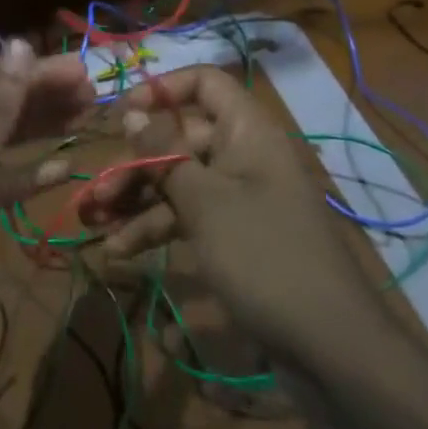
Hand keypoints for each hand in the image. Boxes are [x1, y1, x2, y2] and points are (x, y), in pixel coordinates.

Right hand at [80, 66, 389, 362]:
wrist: (330, 345)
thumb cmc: (262, 255)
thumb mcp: (204, 202)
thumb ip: (163, 154)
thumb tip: (132, 113)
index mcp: (247, 132)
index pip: (204, 83)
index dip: (162, 90)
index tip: (122, 116)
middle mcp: (244, 155)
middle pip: (181, 139)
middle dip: (136, 164)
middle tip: (100, 194)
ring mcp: (241, 197)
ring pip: (180, 182)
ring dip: (139, 202)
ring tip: (98, 228)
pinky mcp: (236, 235)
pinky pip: (190, 216)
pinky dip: (158, 228)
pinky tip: (122, 251)